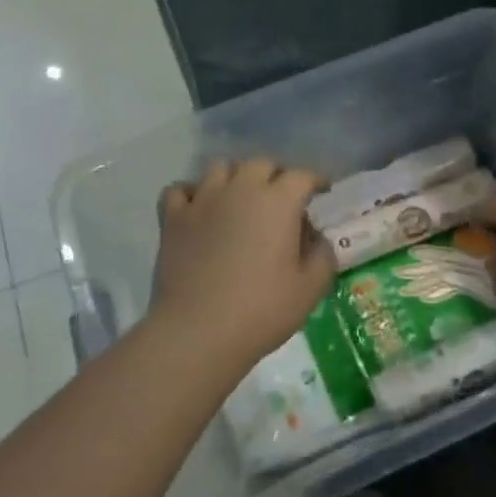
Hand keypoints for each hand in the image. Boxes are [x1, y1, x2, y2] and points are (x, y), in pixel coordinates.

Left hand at [149, 158, 335, 373]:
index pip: (302, 176)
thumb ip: (322, 255)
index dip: (316, 181)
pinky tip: (199, 209)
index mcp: (278, 201)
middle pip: (261, 164)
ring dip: (235, 177)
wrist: (198, 332)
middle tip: (282, 199)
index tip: (322, 192)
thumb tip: (316, 238)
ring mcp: (203, 200)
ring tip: (240, 199)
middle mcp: (240, 189)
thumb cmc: (262, 310)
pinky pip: (180, 189)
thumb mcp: (311, 288)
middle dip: (276, 176)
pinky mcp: (173, 218)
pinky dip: (192, 193)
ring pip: (220, 167)